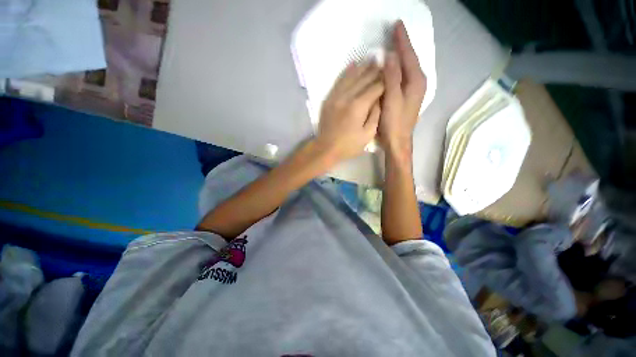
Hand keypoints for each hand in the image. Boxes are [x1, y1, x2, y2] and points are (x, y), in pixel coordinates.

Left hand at [314, 61, 383, 163]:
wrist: (326, 148)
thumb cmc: (349, 145)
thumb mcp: (368, 135)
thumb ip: (375, 115)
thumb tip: (379, 99)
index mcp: (359, 106)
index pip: (375, 87)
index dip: (385, 79)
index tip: (391, 74)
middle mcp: (347, 97)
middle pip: (364, 78)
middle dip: (375, 70)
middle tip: (384, 62)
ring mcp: (336, 96)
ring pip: (351, 76)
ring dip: (363, 67)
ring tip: (371, 59)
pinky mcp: (329, 99)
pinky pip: (339, 81)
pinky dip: (347, 72)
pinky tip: (353, 64)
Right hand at [379, 21, 426, 158]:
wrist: (398, 141)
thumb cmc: (394, 122)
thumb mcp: (392, 99)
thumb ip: (392, 77)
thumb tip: (391, 56)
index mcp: (416, 81)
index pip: (409, 55)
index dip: (402, 40)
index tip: (397, 24)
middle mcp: (418, 83)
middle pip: (411, 59)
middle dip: (403, 45)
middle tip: (394, 32)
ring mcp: (414, 90)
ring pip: (408, 67)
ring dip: (401, 55)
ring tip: (394, 45)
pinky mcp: (407, 97)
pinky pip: (404, 76)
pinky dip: (399, 68)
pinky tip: (393, 66)